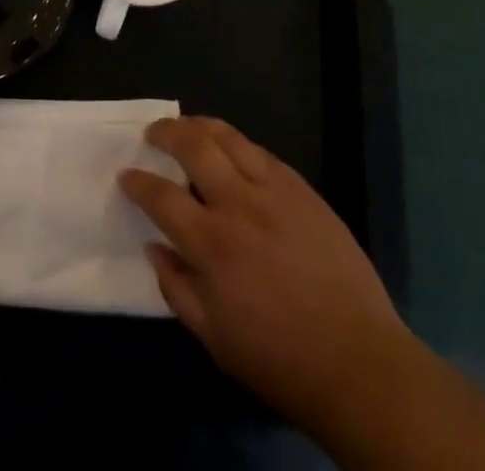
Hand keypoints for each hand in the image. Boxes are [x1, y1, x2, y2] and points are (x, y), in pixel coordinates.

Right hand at [119, 117, 407, 437]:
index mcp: (212, 244)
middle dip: (165, 132)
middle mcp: (238, 204)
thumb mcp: (214, 338)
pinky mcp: (302, 189)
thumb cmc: (279, 358)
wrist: (358, 360)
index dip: (138, 182)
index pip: (161, 197)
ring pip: (229, 136)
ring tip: (187, 126)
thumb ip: (176, 288)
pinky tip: (232, 151)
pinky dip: (238, 144)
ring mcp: (274, 190)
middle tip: (152, 133)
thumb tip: (153, 248)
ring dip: (200, 125)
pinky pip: (261, 152)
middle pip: (193, 145)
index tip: (125, 176)